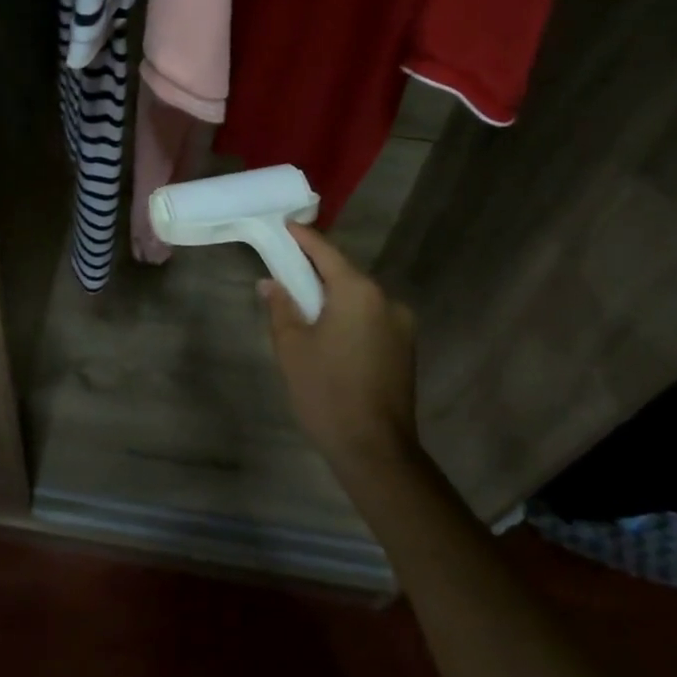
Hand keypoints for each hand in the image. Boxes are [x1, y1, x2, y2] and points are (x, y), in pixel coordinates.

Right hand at [259, 222, 420, 472]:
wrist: (375, 451)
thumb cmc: (327, 392)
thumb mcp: (292, 347)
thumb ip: (281, 307)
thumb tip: (271, 283)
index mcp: (358, 292)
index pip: (325, 252)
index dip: (303, 238)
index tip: (285, 225)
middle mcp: (386, 300)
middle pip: (345, 273)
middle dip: (316, 268)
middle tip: (286, 266)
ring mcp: (401, 325)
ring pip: (359, 297)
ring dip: (334, 295)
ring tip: (304, 302)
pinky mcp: (405, 348)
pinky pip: (371, 318)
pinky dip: (349, 315)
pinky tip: (329, 329)